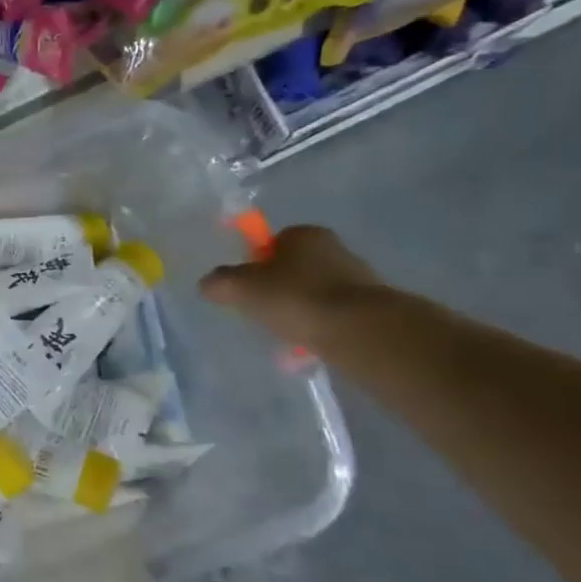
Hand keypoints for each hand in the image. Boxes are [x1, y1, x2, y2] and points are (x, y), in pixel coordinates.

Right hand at [198, 225, 382, 347]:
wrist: (359, 331)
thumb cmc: (295, 298)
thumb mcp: (241, 288)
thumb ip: (220, 282)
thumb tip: (207, 284)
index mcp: (305, 234)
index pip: (273, 243)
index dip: (256, 264)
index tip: (248, 289)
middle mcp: (335, 248)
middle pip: (295, 269)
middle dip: (279, 290)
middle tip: (263, 313)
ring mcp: (358, 278)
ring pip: (315, 294)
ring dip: (300, 311)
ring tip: (287, 336)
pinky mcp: (372, 308)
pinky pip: (334, 317)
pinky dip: (320, 329)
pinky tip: (309, 347)